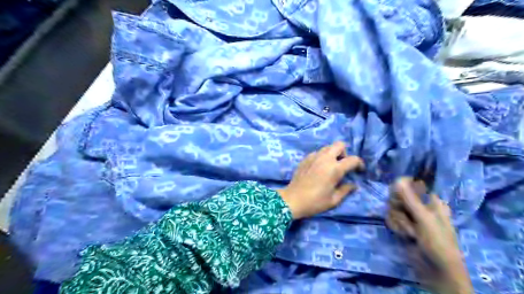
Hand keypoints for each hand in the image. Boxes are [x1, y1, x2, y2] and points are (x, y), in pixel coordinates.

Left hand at [278, 141, 365, 219]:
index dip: (359, 164)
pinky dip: (322, 156)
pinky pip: (317, 152)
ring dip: (333, 153)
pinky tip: (319, 168)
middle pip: (339, 145)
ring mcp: (313, 157)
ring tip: (331, 166)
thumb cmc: (315, 202)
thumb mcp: (334, 200)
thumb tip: (353, 185)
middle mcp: (325, 158)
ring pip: (327, 147)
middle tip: (343, 165)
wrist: (293, 200)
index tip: (359, 171)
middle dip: (345, 153)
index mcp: (335, 168)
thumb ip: (346, 190)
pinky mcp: (305, 158)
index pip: (353, 159)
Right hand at [384, 178, 475, 293]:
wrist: (436, 271)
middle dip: (399, 208)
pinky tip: (404, 236)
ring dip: (399, 221)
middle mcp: (419, 206)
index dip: (401, 189)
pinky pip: (391, 218)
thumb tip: (397, 179)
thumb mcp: (425, 219)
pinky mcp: (402, 225)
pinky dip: (396, 227)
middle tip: (406, 217)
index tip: (399, 196)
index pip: (410, 185)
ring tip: (410, 233)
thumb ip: (410, 199)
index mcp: (430, 200)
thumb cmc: (438, 243)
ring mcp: (410, 216)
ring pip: (392, 208)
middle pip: (397, 196)